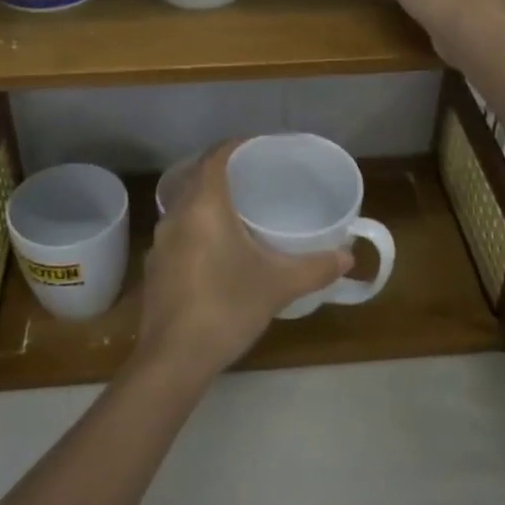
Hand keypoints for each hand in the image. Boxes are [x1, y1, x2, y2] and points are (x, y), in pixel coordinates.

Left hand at [133, 141, 352, 381]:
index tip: (258, 148)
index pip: (215, 157)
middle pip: (197, 177)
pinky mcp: (155, 267)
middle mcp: (176, 215)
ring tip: (239, 211)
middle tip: (255, 178)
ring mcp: (160, 242)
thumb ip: (316, 267)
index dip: (235, 146)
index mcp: (203, 205)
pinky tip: (217, 250)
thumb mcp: (278, 285)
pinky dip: (197, 227)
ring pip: (184, 206)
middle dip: (223, 172)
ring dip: (207, 201)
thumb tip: (349, 257)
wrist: (173, 359)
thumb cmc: (227, 307)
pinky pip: (178, 232)